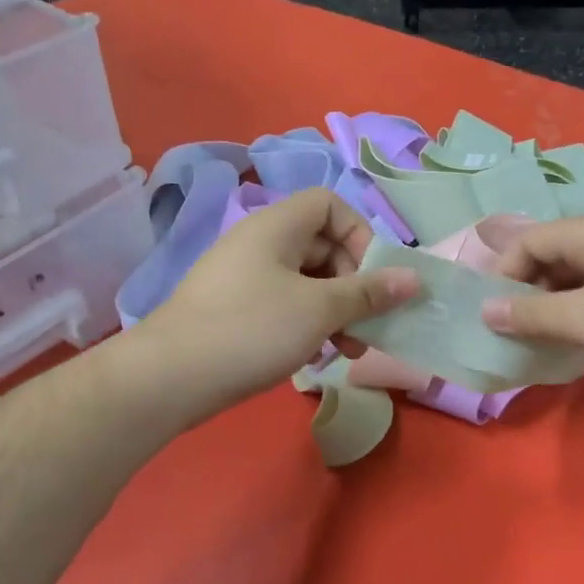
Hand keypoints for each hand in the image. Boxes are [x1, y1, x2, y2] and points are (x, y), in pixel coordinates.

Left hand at [139, 187, 420, 416]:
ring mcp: (245, 278)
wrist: (170, 377)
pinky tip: (317, 358)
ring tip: (350, 350)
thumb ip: (368, 292)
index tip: (373, 277)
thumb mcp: (319, 310)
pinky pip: (285, 305)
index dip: (360, 234)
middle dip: (354, 285)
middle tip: (369, 324)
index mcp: (277, 227)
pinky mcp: (236, 310)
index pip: (330, 206)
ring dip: (336, 312)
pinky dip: (308, 325)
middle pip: (323, 247)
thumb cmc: (252, 329)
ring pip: (307, 282)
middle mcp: (260, 243)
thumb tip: (413, 278)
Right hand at [481, 214, 583, 377]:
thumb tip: (485, 311)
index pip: (529, 242)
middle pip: (552, 257)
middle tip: (514, 331)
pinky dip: (582, 315)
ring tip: (543, 341)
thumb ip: (531, 314)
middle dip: (527, 292)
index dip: (502, 275)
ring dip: (554, 307)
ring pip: (577, 278)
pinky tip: (581, 343)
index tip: (492, 315)